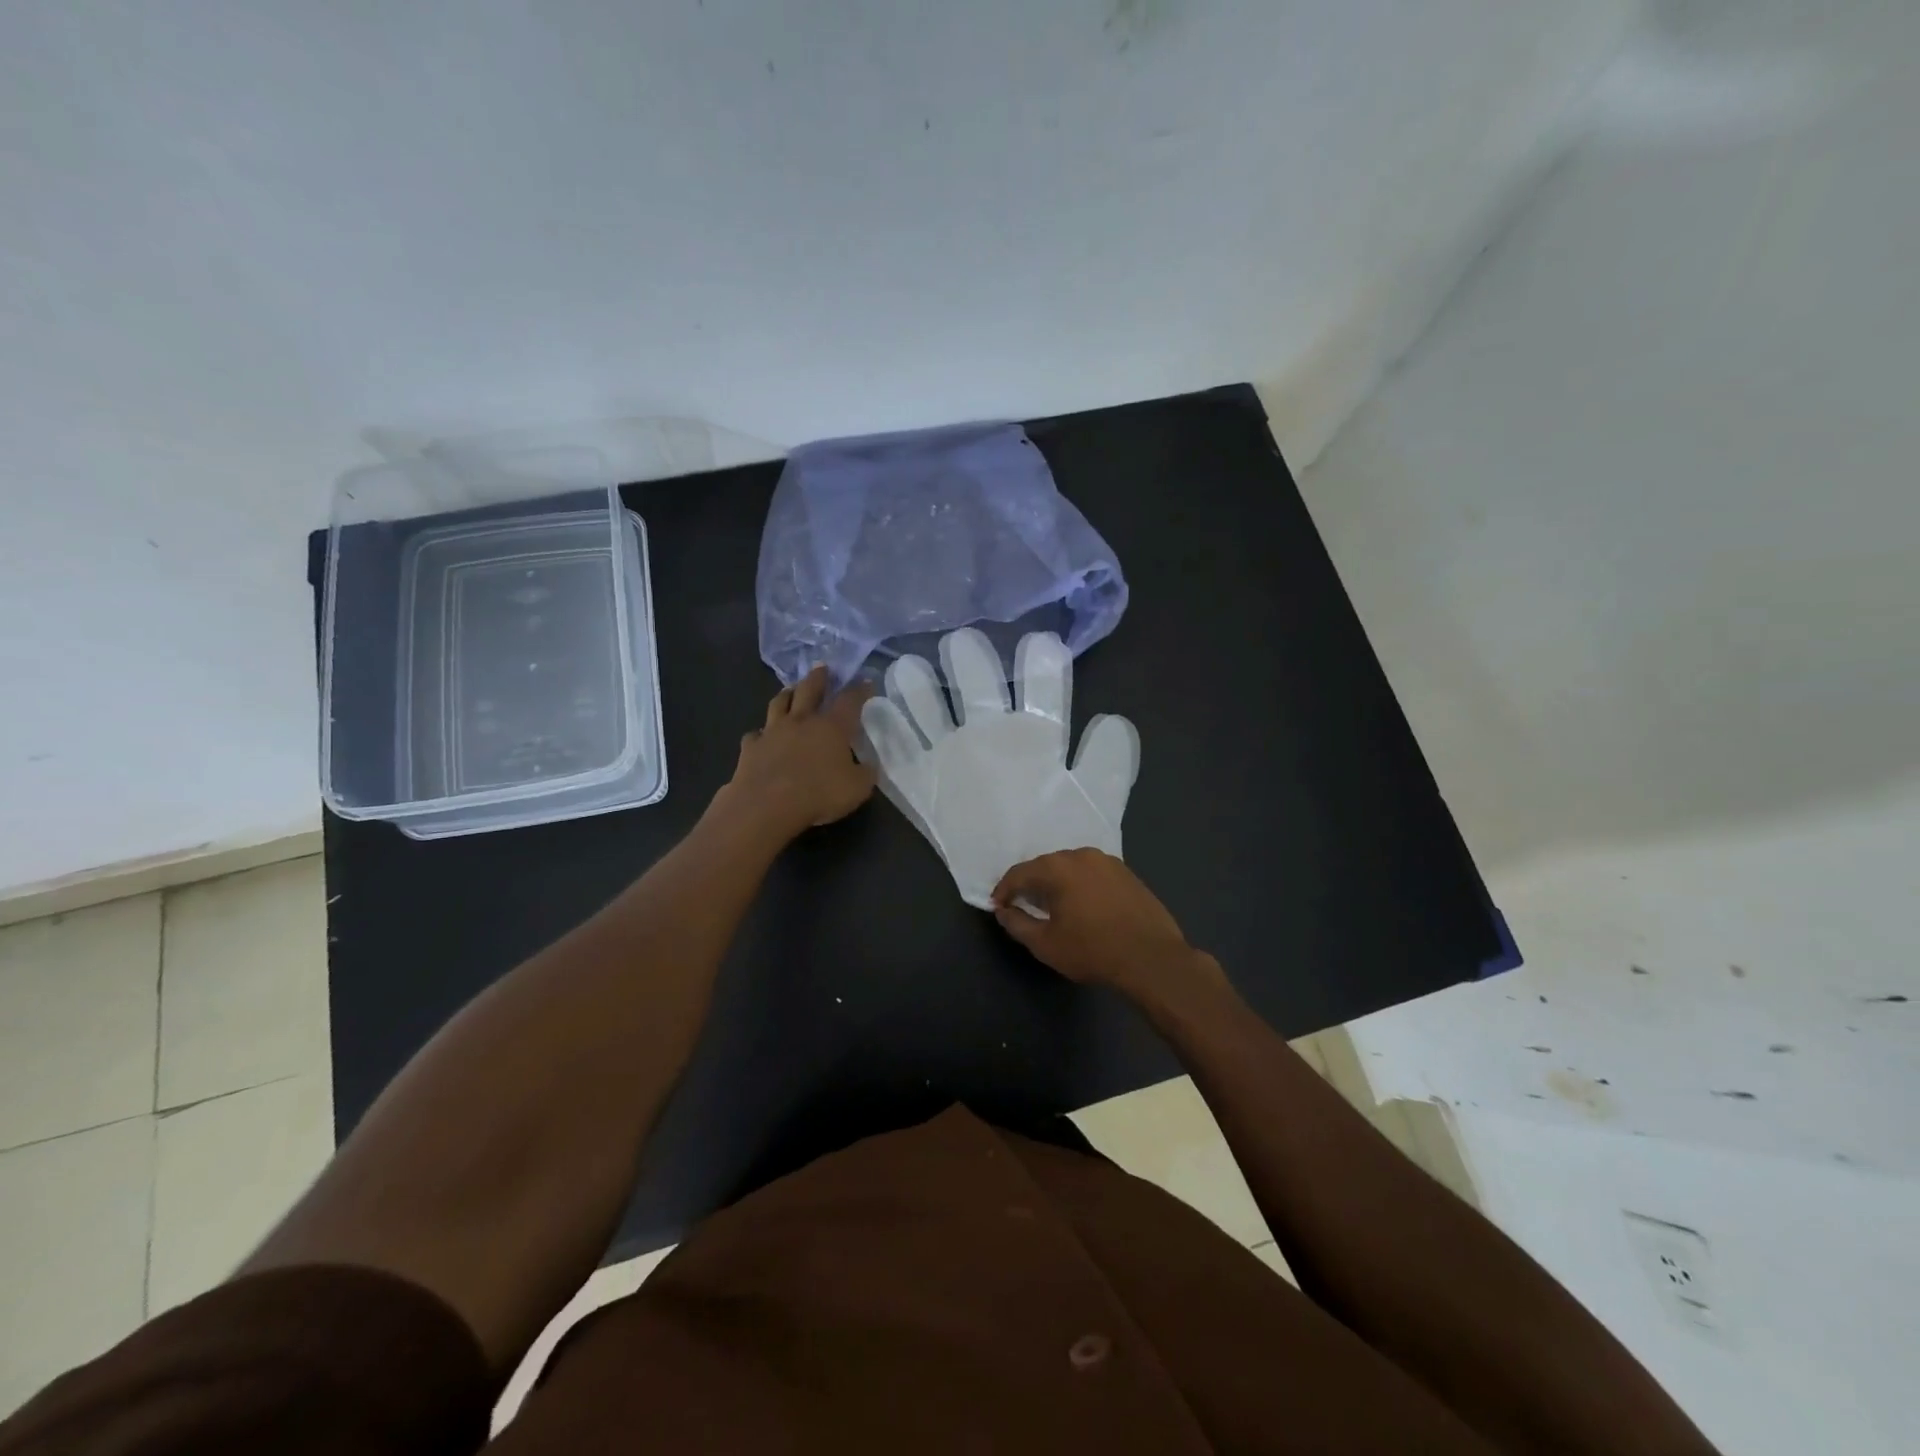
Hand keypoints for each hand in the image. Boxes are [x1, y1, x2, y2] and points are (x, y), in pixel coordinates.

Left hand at [723, 667, 876, 838]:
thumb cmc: (818, 794)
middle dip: (819, 678)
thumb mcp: (857, 788)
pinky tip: (761, 736)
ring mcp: (772, 731)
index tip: (866, 682)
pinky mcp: (751, 747)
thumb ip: (865, 773)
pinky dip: (761, 733)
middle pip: (810, 690)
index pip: (850, 700)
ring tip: (790, 690)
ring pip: (779, 703)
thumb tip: (868, 765)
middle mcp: (801, 721)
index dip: (860, 690)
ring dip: (787, 694)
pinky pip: (756, 734)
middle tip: (822, 668)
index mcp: (832, 727)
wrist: (766, 806)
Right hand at [990, 848, 1222, 1001]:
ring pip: (1071, 868)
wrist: (1152, 958)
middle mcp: (1081, 855)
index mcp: (1058, 867)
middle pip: (1046, 866)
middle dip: (1031, 884)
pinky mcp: (1127, 873)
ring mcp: (1108, 862)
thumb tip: (1003, 911)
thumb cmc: (1092, 951)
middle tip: (1022, 905)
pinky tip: (1082, 905)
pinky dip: (1081, 885)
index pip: (1020, 873)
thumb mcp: (1045, 944)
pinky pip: (1093, 874)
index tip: (998, 906)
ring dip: (1058, 883)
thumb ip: (1018, 924)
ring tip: (1052, 906)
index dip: (1004, 890)